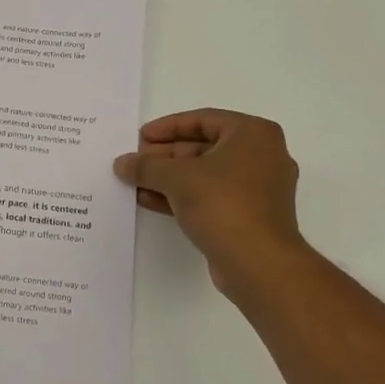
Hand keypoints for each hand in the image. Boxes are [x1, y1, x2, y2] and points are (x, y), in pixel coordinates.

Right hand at [113, 108, 305, 298]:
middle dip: (165, 155)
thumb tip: (122, 163)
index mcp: (253, 134)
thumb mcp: (177, 178)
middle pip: (203, 147)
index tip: (139, 138)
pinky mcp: (250, 215)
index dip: (166, 127)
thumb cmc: (223, 204)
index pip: (202, 120)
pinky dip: (183, 195)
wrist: (259, 263)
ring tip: (135, 182)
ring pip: (206, 174)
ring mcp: (258, 187)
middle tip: (135, 162)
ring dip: (169, 178)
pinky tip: (150, 200)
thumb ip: (146, 166)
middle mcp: (262, 155)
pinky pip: (211, 195)